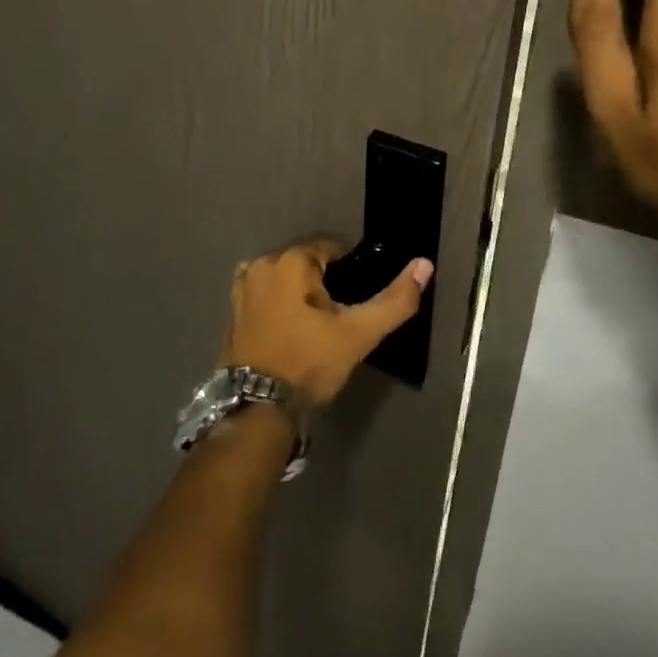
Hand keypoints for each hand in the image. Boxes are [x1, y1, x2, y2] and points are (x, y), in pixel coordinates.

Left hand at [219, 239, 433, 404]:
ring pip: (284, 276)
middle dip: (321, 280)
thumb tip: (425, 263)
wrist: (257, 408)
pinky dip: (276, 300)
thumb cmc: (309, 363)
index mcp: (293, 260)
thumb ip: (394, 300)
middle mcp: (263, 262)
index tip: (353, 300)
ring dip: (298, 291)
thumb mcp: (358, 334)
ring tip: (311, 324)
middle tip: (335, 316)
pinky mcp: (233, 307)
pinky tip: (287, 325)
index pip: (331, 249)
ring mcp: (243, 285)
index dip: (348, 271)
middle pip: (305, 261)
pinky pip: (263, 291)